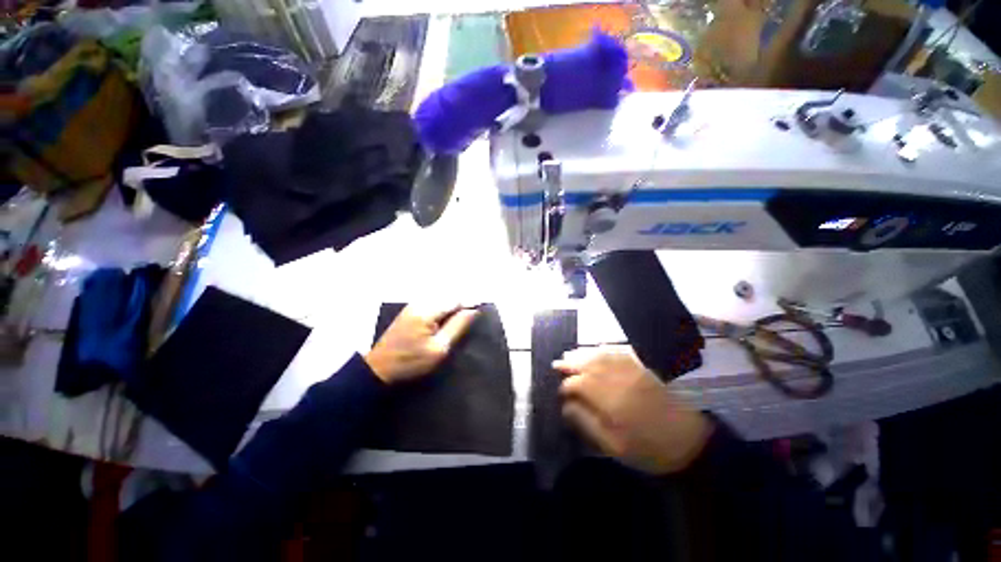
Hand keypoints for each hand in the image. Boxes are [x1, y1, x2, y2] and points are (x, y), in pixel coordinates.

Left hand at [365, 303, 478, 383]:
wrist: (379, 368)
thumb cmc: (411, 361)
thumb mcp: (439, 348)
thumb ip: (458, 326)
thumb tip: (473, 310)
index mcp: (428, 310)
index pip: (456, 299)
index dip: (469, 306)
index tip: (476, 318)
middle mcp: (421, 302)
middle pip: (449, 297)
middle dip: (460, 307)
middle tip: (465, 325)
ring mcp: (414, 304)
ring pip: (442, 300)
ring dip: (451, 309)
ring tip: (455, 325)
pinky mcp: (411, 309)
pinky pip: (434, 304)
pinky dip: (442, 311)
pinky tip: (443, 324)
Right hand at [553, 345, 712, 474]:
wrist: (690, 442)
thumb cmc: (649, 449)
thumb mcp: (614, 446)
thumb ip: (587, 423)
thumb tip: (566, 406)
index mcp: (610, 400)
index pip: (579, 384)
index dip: (566, 385)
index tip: (560, 392)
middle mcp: (618, 379)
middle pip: (588, 364)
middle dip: (570, 363)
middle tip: (557, 363)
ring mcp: (632, 370)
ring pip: (601, 355)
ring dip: (583, 353)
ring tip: (570, 354)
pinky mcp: (643, 368)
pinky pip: (619, 352)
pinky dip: (604, 349)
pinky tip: (597, 349)